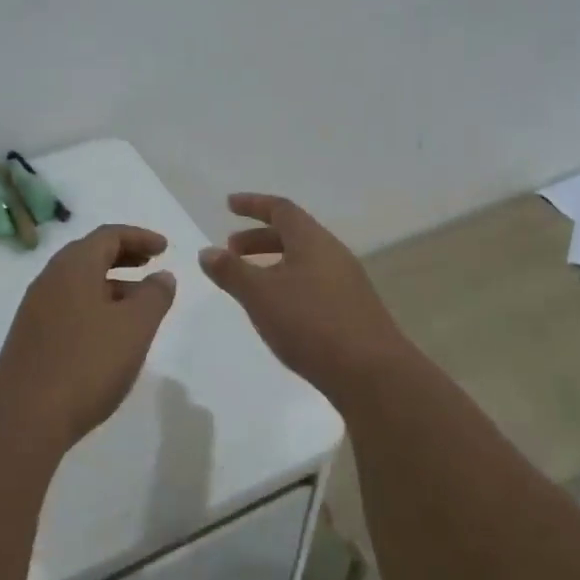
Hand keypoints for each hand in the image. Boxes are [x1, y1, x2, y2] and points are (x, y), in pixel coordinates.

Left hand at [0, 224, 177, 450]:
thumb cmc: (86, 363)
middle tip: (151, 265)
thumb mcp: (134, 327)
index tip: (165, 248)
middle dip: (124, 256)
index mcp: (74, 266)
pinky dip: (95, 305)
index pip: (108, 235)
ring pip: (79, 283)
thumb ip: (154, 296)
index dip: (139, 237)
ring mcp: (37, 309)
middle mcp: (50, 279)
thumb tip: (162, 277)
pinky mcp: (32, 337)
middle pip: (90, 254)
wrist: (24, 416)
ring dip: (111, 284)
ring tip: (139, 303)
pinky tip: (110, 333)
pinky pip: (69, 306)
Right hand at [199, 193, 415, 403]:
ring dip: (273, 264)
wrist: (372, 374)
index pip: (281, 209)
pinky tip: (278, 311)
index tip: (229, 205)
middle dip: (258, 238)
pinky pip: (313, 283)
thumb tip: (207, 251)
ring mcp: (347, 283)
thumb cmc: (311, 324)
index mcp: (313, 241)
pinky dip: (288, 284)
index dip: (253, 204)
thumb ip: (231, 272)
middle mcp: (333, 254)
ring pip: (303, 261)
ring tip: (249, 283)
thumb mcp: (261, 295)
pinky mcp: (352, 310)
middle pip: (293, 234)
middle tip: (231, 251)